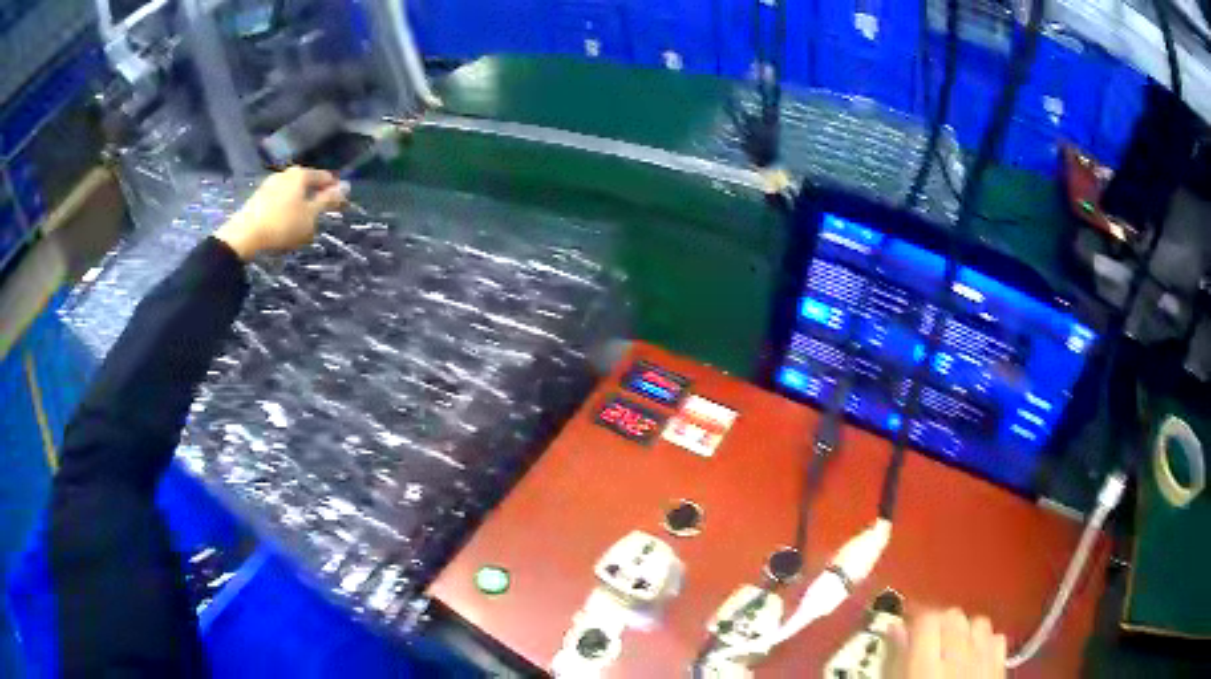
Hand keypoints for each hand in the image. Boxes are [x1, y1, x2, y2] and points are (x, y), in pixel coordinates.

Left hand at [214, 167, 346, 260]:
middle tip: (320, 215)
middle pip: (307, 183)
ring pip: (292, 191)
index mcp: (301, 174)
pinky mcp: (258, 197)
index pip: (325, 177)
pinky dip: (286, 208)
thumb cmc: (282, 225)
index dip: (335, 190)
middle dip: (315, 196)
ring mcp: (270, 184)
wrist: (244, 235)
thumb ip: (328, 200)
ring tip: (302, 222)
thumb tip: (346, 186)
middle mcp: (286, 173)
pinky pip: (279, 199)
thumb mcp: (310, 216)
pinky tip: (284, 223)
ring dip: (299, 203)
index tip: (341, 205)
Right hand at [891, 609, 1006, 678]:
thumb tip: (895, 629)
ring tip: (951, 648)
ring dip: (963, 630)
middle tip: (925, 640)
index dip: (915, 618)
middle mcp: (958, 657)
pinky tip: (974, 658)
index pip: (926, 620)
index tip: (904, 625)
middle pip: (953, 616)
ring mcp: (984, 661)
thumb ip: (894, 662)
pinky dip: (985, 642)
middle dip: (938, 623)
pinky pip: (997, 639)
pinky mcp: (1000, 669)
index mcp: (925, 668)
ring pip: (978, 622)